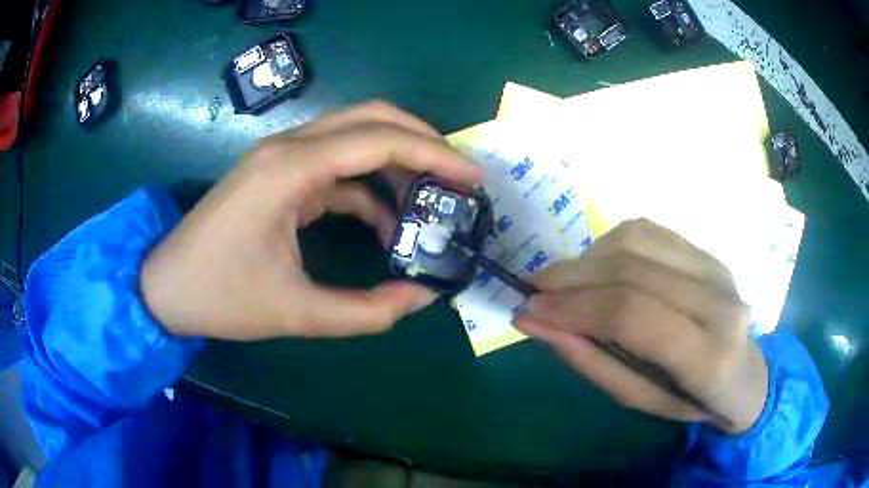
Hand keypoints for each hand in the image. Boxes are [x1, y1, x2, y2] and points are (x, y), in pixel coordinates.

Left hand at [141, 101, 479, 340]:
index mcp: (291, 169)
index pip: (379, 140)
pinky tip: (384, 222)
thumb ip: (366, 312)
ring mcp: (280, 157)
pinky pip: (335, 166)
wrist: (165, 288)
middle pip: (371, 118)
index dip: (434, 154)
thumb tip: (422, 299)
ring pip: (354, 137)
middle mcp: (288, 147)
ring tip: (431, 201)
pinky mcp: (277, 174)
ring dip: (396, 163)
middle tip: (457, 177)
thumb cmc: (219, 297)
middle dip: (422, 141)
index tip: (473, 177)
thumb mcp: (295, 313)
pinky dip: (368, 188)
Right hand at [512, 219, 767, 433]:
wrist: (744, 375)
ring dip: (588, 258)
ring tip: (567, 283)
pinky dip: (611, 245)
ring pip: (637, 240)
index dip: (575, 306)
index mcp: (707, 356)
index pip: (632, 314)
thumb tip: (534, 321)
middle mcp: (718, 300)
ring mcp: (716, 267)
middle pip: (631, 270)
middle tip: (534, 290)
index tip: (530, 308)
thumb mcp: (638, 400)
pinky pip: (649, 231)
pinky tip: (601, 268)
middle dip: (571, 277)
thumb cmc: (690, 400)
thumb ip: (590, 360)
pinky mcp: (708, 251)